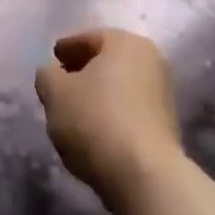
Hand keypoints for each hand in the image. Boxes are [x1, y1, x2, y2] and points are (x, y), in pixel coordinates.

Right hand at [35, 28, 184, 202]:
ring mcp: (162, 93)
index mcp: (125, 42)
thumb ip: (48, 75)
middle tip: (60, 85)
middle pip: (107, 61)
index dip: (66, 49)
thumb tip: (53, 74)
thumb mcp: (55, 93)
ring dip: (98, 94)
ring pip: (119, 86)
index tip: (52, 60)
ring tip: (74, 111)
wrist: (145, 175)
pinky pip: (130, 109)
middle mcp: (150, 59)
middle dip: (83, 71)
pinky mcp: (166, 125)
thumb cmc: (96, 121)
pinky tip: (95, 131)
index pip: (89, 39)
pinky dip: (112, 113)